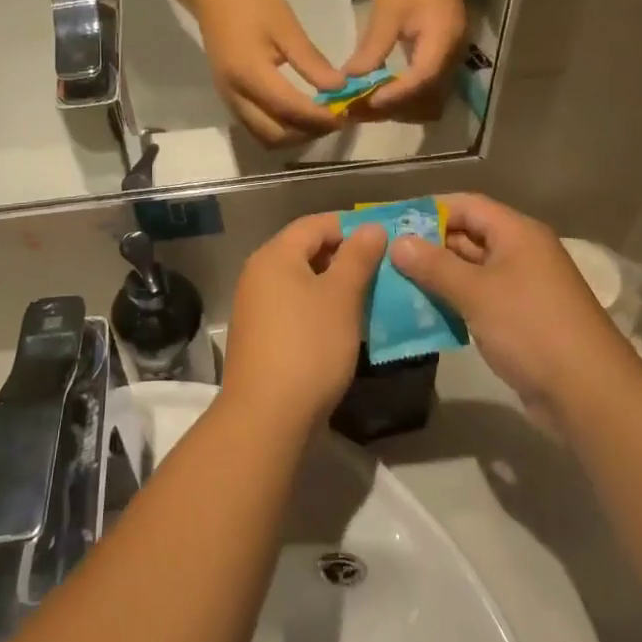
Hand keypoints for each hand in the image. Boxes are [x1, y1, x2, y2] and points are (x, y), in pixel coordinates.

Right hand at [194, 0, 345, 145]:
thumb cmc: (253, 6)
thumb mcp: (287, 27)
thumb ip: (311, 61)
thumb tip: (338, 88)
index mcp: (249, 73)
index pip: (288, 108)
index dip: (318, 117)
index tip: (344, 115)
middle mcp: (236, 95)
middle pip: (275, 134)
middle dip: (308, 132)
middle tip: (334, 119)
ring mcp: (229, 101)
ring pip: (265, 137)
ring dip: (294, 136)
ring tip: (319, 120)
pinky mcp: (230, 100)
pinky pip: (257, 128)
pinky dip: (281, 129)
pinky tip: (299, 115)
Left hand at [221, 214, 388, 433]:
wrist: (266, 417)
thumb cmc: (308, 346)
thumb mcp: (341, 297)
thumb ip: (358, 257)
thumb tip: (372, 226)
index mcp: (274, 255)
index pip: (315, 224)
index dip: (350, 225)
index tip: (385, 236)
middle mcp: (259, 273)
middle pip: (306, 250)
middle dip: (345, 255)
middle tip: (383, 266)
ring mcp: (256, 306)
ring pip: (302, 281)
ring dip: (335, 284)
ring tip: (371, 294)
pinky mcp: (261, 335)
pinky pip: (295, 306)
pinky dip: (321, 307)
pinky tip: (346, 324)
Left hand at [343, 0, 466, 120]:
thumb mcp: (386, 13)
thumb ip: (372, 48)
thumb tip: (350, 80)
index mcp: (442, 40)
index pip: (422, 77)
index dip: (395, 94)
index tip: (367, 101)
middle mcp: (453, 56)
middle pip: (426, 96)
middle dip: (393, 107)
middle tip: (359, 109)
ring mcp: (450, 61)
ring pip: (427, 99)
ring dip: (398, 107)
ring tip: (365, 106)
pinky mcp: (442, 62)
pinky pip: (426, 90)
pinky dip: (403, 98)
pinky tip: (379, 95)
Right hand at [388, 194, 627, 418]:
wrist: (588, 392)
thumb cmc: (530, 327)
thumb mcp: (476, 292)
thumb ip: (434, 265)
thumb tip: (398, 242)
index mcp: (517, 233)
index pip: (466, 205)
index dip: (429, 210)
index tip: (392, 222)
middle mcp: (521, 252)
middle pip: (468, 236)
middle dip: (428, 245)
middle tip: (385, 256)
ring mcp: (522, 287)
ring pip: (471, 271)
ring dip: (437, 277)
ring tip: (395, 284)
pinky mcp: (521, 318)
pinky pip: (480, 299)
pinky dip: (453, 302)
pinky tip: (423, 313)